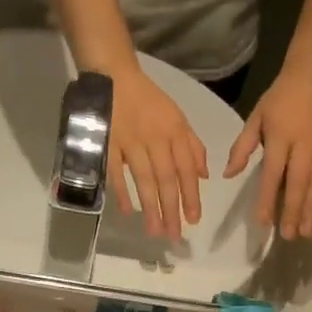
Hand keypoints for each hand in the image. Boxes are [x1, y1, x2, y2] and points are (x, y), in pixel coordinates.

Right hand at [107, 67, 207, 239]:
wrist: (114, 76)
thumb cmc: (149, 101)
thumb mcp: (178, 117)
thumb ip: (193, 146)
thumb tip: (204, 176)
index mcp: (175, 132)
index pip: (186, 169)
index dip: (191, 195)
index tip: (194, 220)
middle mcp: (155, 138)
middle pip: (166, 179)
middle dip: (172, 209)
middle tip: (175, 235)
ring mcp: (130, 141)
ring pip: (143, 178)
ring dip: (150, 207)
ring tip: (156, 231)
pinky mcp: (107, 142)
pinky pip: (115, 171)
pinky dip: (121, 191)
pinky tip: (127, 212)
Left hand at [225, 66, 311, 239]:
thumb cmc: (281, 97)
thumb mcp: (256, 117)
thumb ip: (242, 147)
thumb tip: (228, 175)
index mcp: (280, 138)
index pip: (272, 176)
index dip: (266, 200)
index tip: (263, 222)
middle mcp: (304, 146)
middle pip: (298, 185)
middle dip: (292, 212)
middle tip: (288, 236)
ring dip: (311, 209)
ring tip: (305, 231)